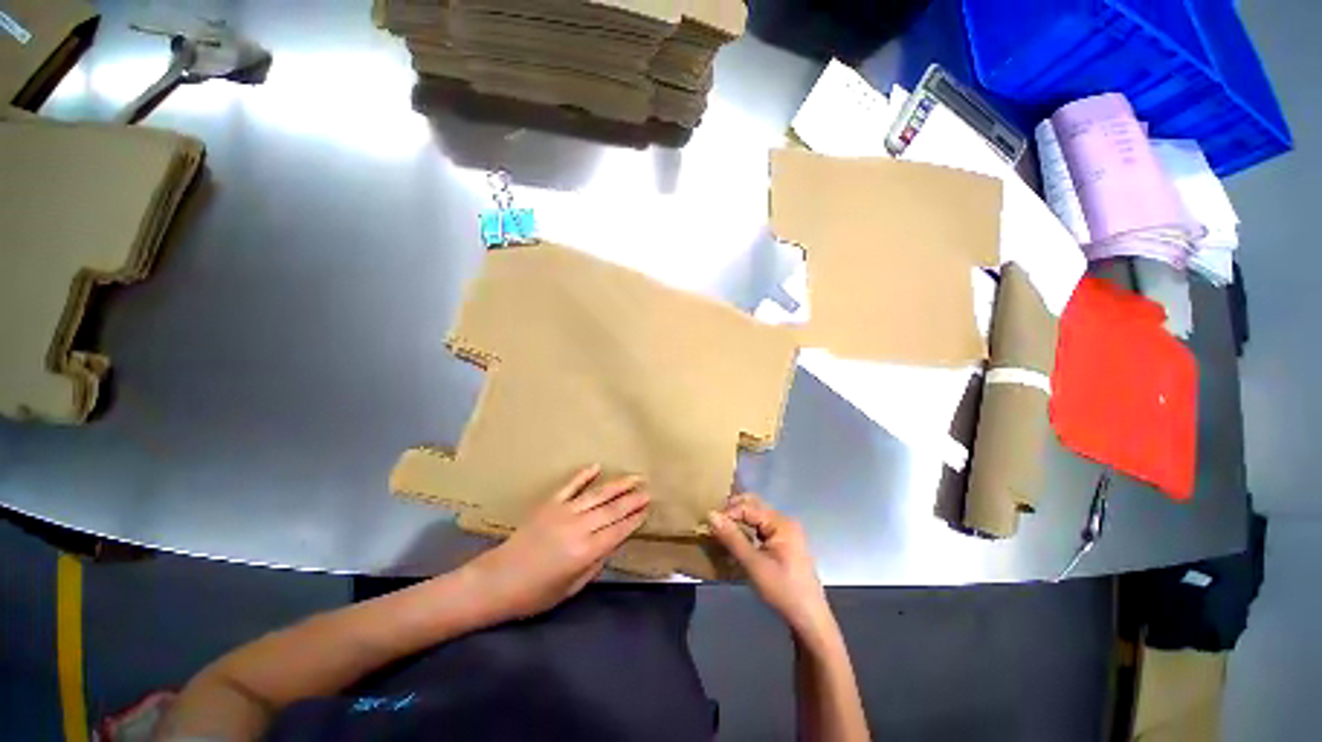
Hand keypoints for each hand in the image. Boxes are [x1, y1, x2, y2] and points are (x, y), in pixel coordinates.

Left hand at [462, 465, 649, 622]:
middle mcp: (578, 528)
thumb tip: (611, 544)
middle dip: (633, 499)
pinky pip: (570, 486)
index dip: (635, 519)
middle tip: (649, 490)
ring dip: (618, 485)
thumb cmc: (535, 593)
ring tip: (634, 477)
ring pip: (597, 494)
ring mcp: (563, 512)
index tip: (648, 508)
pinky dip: (584, 475)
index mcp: (585, 552)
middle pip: (612, 510)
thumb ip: (595, 564)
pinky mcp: (549, 504)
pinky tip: (597, 466)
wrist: (497, 581)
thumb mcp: (571, 588)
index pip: (618, 531)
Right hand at [708, 494, 832, 639]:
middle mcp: (785, 521)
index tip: (710, 524)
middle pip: (754, 506)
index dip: (728, 512)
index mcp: (781, 523)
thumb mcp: (754, 565)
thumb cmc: (783, 591)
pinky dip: (747, 529)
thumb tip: (711, 515)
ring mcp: (786, 531)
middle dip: (733, 511)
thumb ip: (732, 538)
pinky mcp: (784, 542)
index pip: (748, 507)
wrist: (810, 619)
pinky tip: (736, 539)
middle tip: (714, 523)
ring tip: (721, 530)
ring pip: (756, 516)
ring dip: (739, 520)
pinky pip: (761, 527)